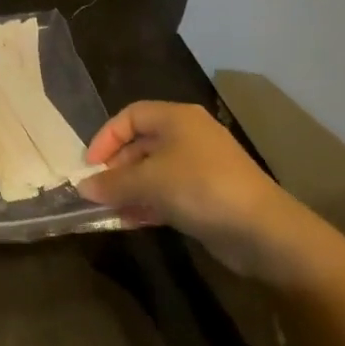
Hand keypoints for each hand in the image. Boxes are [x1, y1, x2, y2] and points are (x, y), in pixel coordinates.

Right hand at [78, 101, 314, 281]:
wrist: (261, 229)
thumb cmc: (201, 188)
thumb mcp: (149, 182)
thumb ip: (113, 183)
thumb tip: (83, 187)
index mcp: (177, 118)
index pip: (131, 116)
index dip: (106, 137)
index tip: (90, 165)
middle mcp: (188, 136)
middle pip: (141, 144)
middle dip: (116, 168)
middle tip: (98, 191)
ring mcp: (199, 166)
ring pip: (153, 172)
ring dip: (129, 189)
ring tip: (108, 210)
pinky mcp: (206, 195)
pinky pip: (167, 193)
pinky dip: (147, 203)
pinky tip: (130, 221)